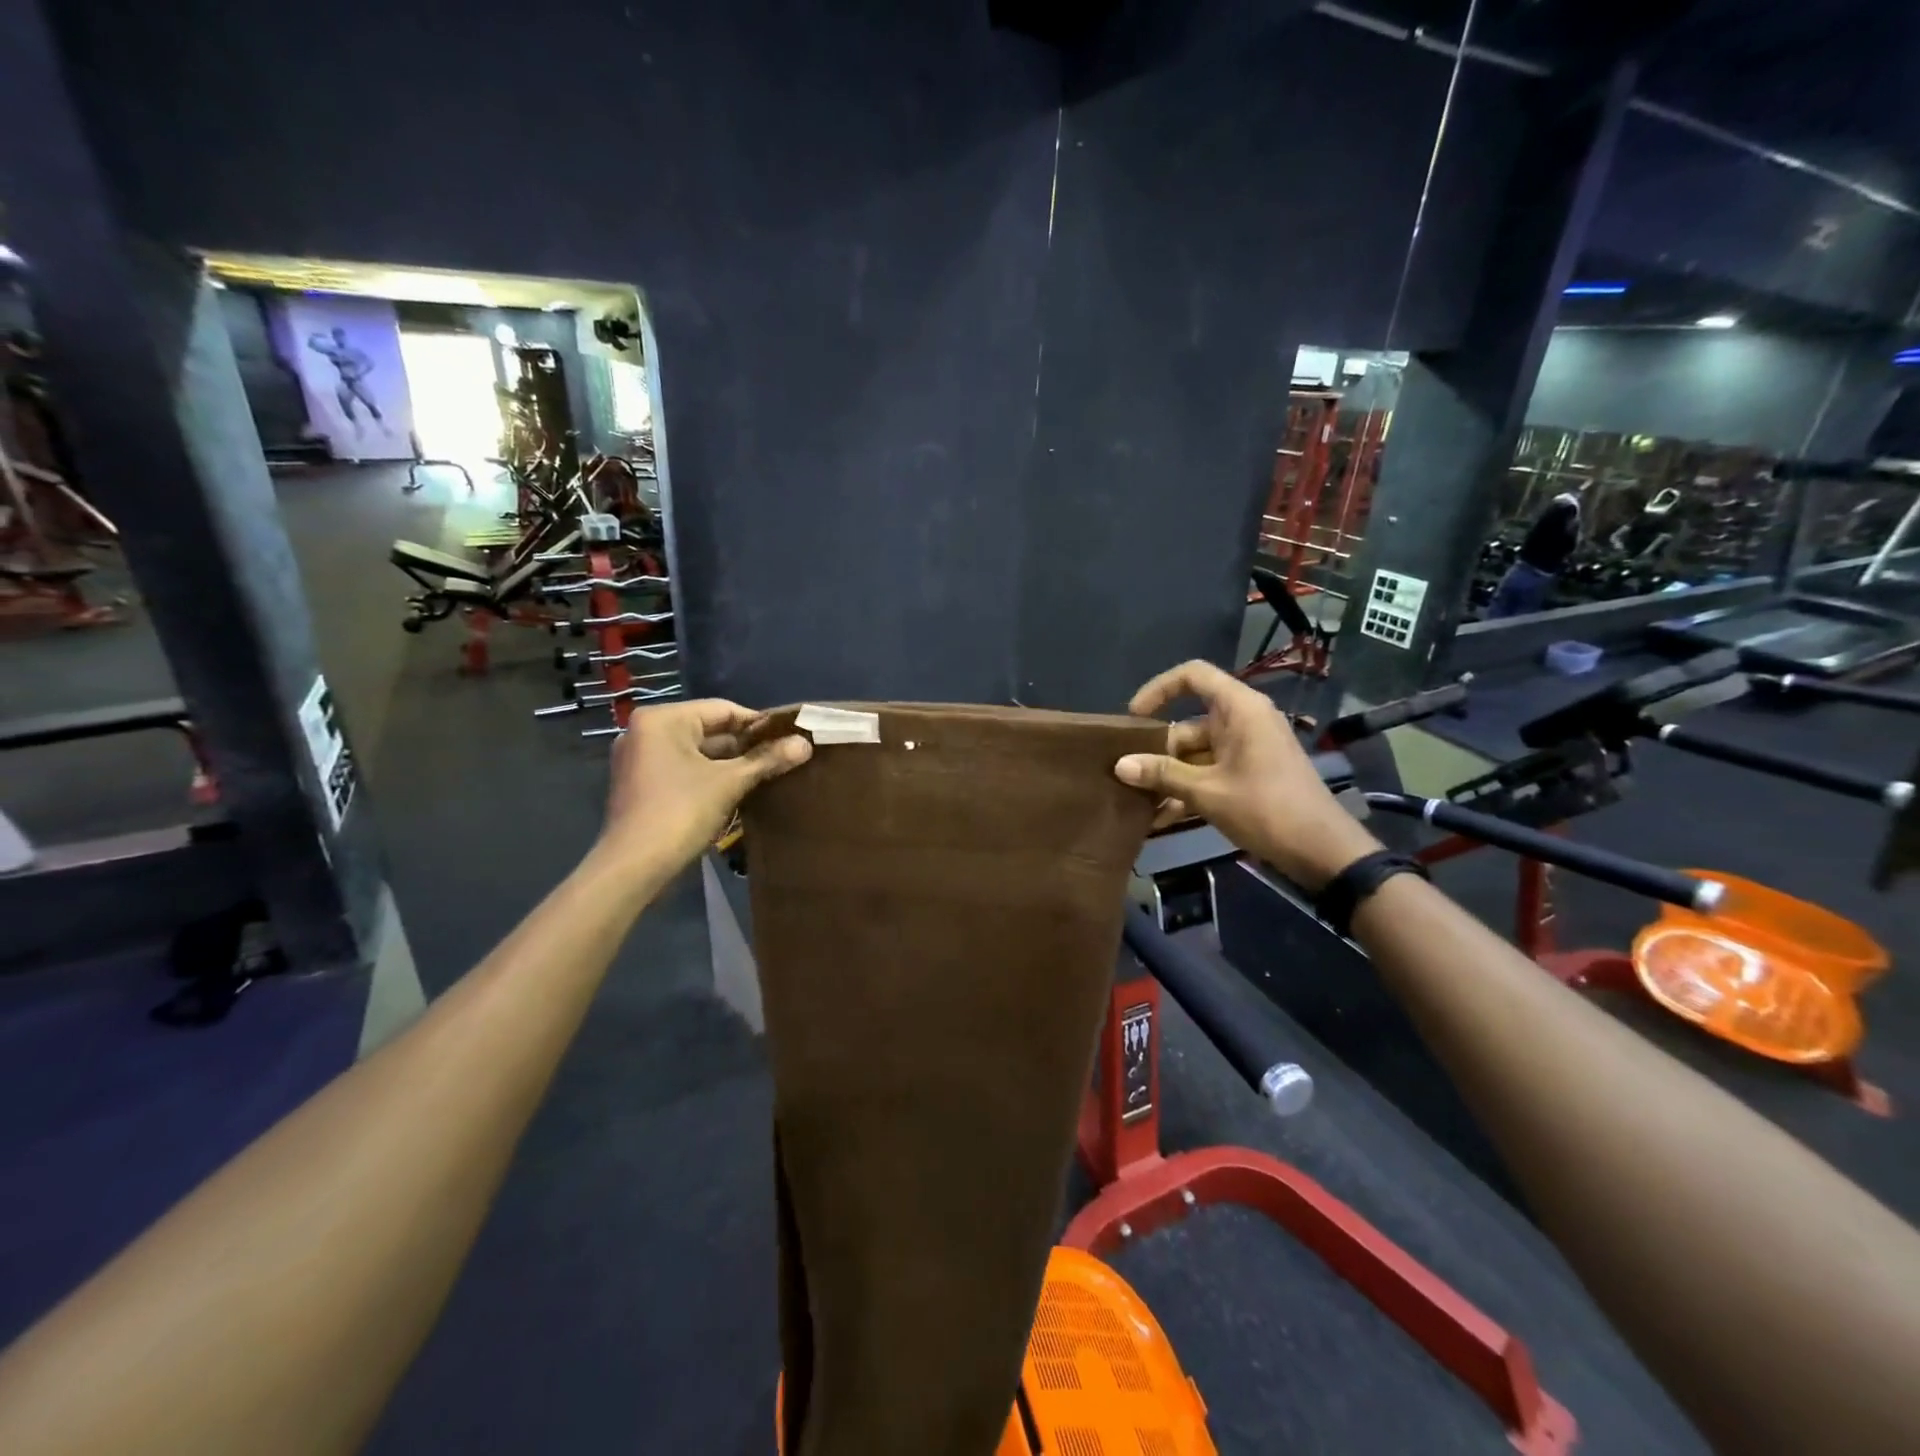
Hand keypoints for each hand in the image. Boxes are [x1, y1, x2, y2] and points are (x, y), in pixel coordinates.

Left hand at [598, 698, 811, 877]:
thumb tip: (805, 744)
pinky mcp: (640, 784)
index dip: (760, 724)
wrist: (633, 867)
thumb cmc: (680, 812)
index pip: (723, 710)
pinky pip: (683, 769)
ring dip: (730, 763)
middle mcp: (646, 731)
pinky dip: (709, 776)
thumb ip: (767, 759)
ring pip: (697, 752)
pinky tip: (738, 789)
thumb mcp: (730, 782)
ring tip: (768, 773)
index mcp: (662, 719)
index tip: (790, 737)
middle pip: (708, 730)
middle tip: (783, 756)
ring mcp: (640, 759)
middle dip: (745, 745)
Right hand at [1115, 660, 1380, 890]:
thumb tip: (1119, 765)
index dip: (1158, 689)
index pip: (1193, 676)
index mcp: (1239, 709)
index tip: (1134, 718)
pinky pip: (1210, 772)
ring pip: (1196, 753)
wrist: (1323, 851)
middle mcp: (1243, 721)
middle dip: (1158, 751)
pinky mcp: (1250, 774)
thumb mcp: (1207, 792)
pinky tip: (1161, 818)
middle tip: (1127, 776)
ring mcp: (1248, 749)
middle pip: (1188, 724)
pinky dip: (1188, 790)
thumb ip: (1162, 775)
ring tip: (1138, 803)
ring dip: (1169, 777)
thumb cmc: (1266, 809)